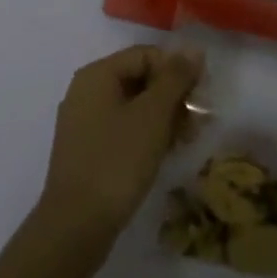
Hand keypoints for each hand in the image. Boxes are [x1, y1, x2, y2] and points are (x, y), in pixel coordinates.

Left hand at [35, 45, 202, 258]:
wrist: (75, 227)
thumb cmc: (117, 161)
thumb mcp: (153, 115)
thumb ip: (175, 78)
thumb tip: (193, 50)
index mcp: (97, 74)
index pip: (146, 55)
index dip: (177, 70)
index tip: (201, 97)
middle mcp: (87, 91)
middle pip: (140, 79)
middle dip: (173, 97)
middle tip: (198, 123)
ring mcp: (84, 122)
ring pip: (134, 106)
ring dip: (164, 118)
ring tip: (187, 141)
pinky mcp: (87, 150)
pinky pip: (123, 129)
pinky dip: (146, 135)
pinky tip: (165, 154)